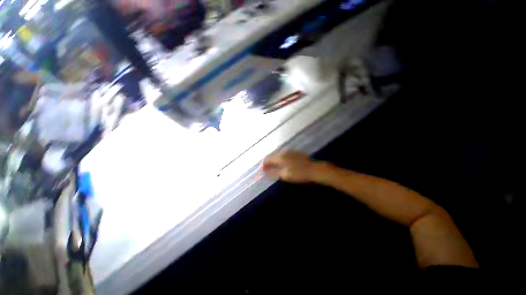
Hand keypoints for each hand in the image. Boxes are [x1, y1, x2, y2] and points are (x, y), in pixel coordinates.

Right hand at [263, 151, 323, 183]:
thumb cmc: (298, 174)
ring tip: (275, 168)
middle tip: (268, 170)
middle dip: (268, 162)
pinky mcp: (294, 152)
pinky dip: (280, 159)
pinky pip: (284, 154)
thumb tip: (264, 171)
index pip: (267, 159)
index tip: (263, 171)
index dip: (263, 165)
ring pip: (278, 154)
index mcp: (280, 157)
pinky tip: (283, 164)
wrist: (313, 169)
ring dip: (274, 160)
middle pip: (272, 156)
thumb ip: (273, 172)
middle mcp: (283, 152)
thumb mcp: (285, 175)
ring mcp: (289, 151)